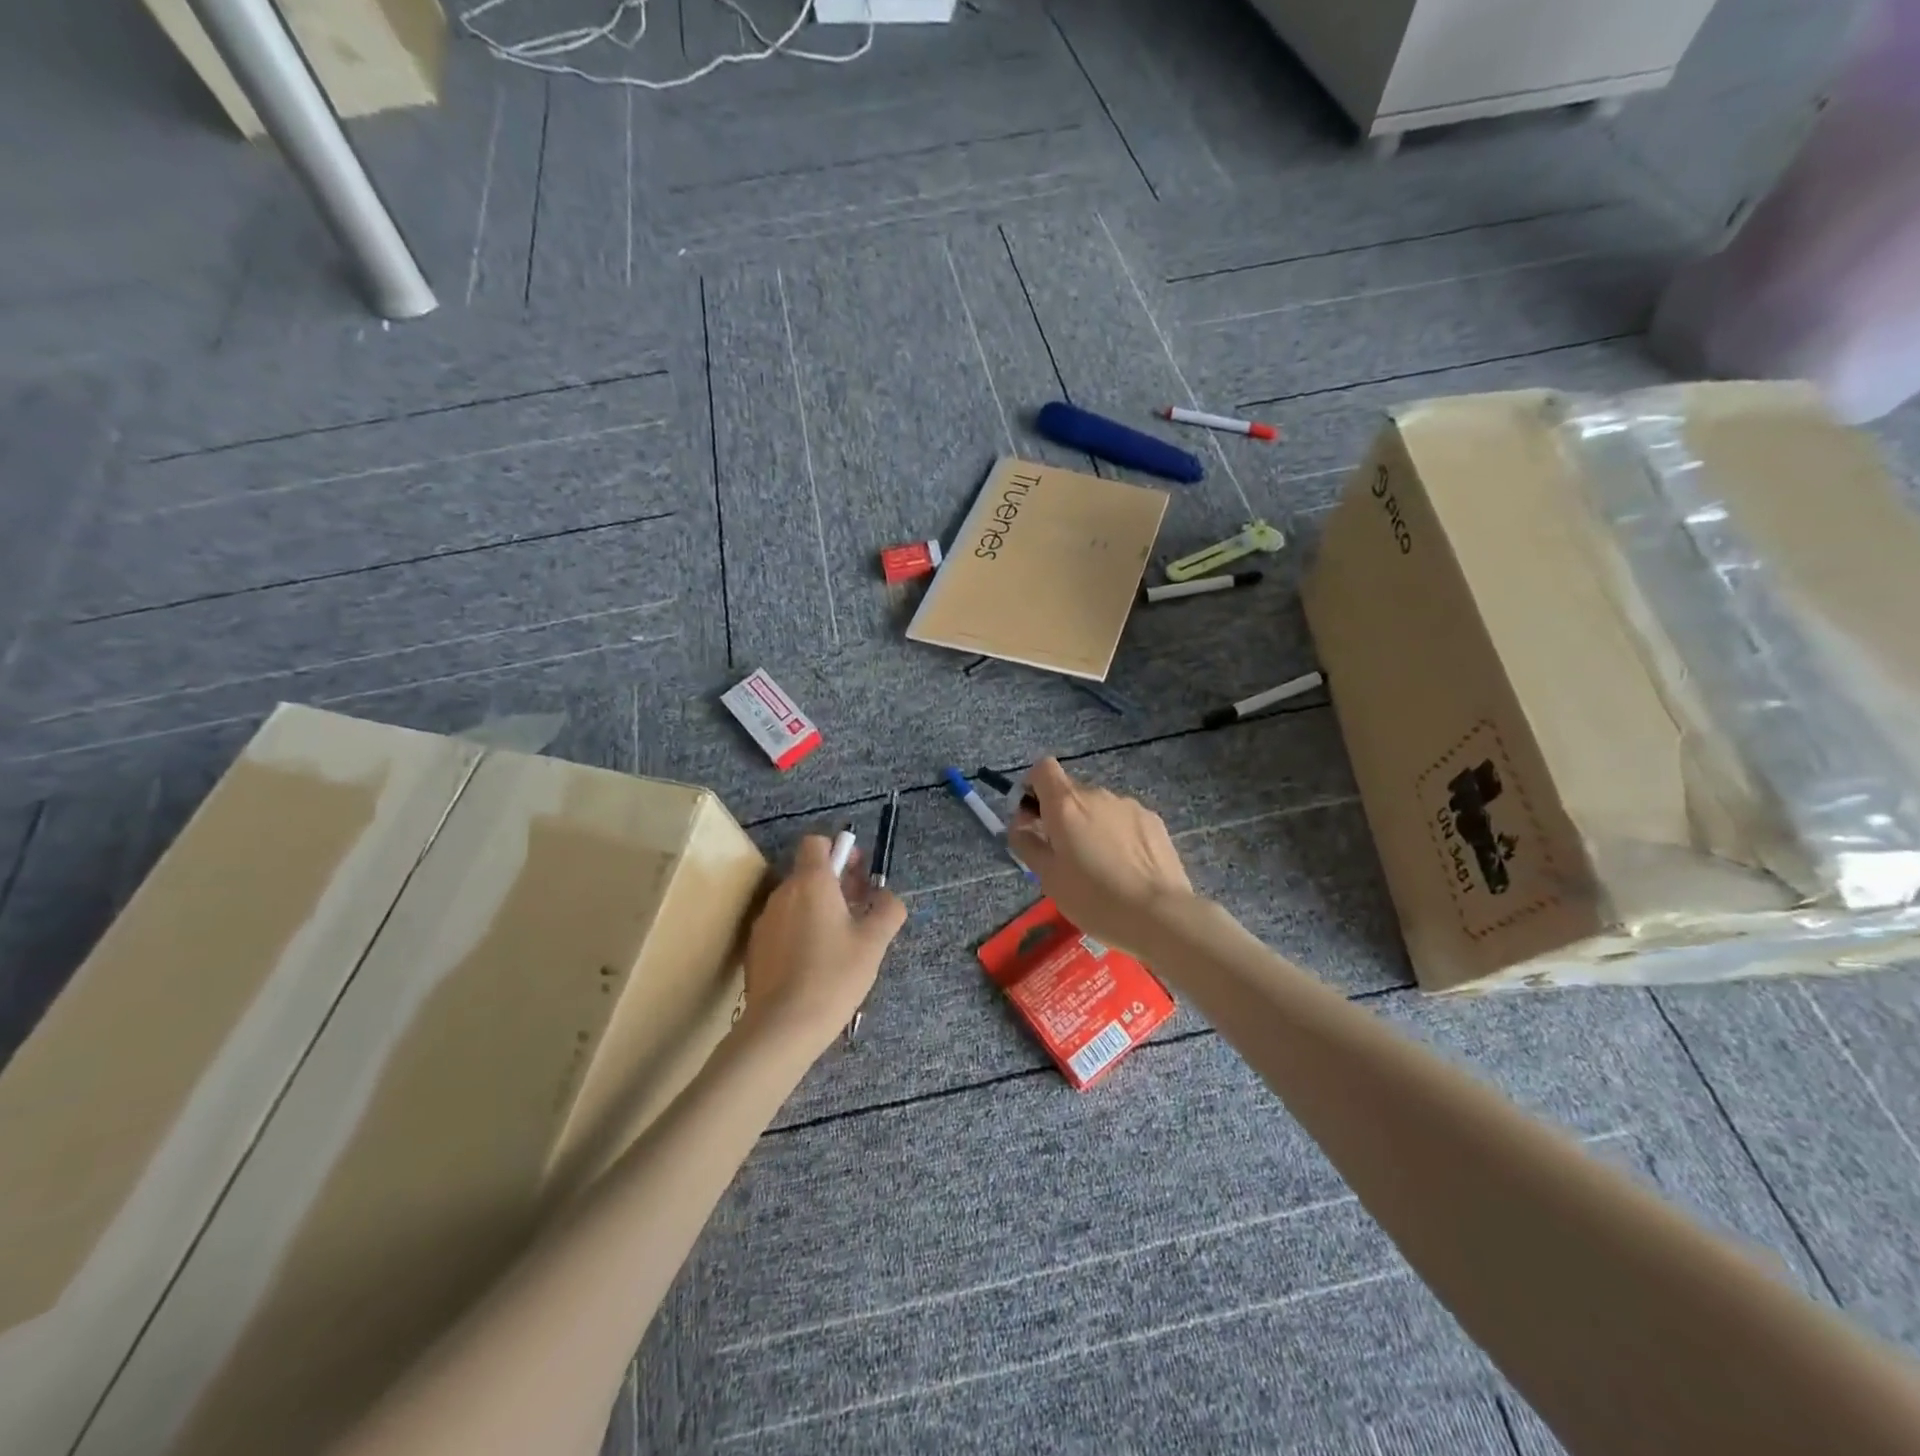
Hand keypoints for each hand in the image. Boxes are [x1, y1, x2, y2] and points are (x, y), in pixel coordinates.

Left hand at [740, 834, 906, 1051]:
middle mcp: (783, 894)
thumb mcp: (874, 942)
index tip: (857, 875)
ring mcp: (765, 922)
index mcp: (811, 883)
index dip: (838, 851)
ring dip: (819, 909)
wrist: (782, 1027)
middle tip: (860, 911)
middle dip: (835, 884)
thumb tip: (888, 898)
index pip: (816, 842)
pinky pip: (783, 926)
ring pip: (796, 901)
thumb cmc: (833, 976)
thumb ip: (888, 910)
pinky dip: (801, 932)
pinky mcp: (756, 948)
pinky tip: (816, 964)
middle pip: (808, 872)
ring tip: (841, 942)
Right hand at [1009, 757, 1194, 955]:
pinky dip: (1117, 834)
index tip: (1032, 817)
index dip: (1032, 786)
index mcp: (1066, 804)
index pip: (1043, 768)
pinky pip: (1123, 819)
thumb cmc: (1093, 899)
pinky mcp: (1153, 820)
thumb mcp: (1048, 877)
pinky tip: (1125, 867)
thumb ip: (1027, 843)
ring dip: (1091, 825)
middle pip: (1071, 791)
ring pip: (1099, 807)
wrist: (1159, 915)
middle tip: (1063, 853)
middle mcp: (1097, 794)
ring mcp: (1129, 805)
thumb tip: (1020, 824)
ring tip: (1099, 866)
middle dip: (1061, 814)